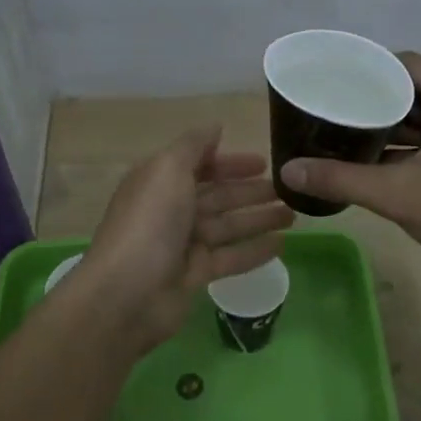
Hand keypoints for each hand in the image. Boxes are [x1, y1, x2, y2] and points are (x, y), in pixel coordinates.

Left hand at [75, 125, 293, 351]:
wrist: (127, 293)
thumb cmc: (150, 223)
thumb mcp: (168, 169)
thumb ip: (194, 145)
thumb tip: (215, 127)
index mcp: (160, 181)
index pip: (199, 165)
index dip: (230, 162)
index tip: (264, 162)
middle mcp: (171, 210)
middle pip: (217, 196)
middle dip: (250, 191)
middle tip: (288, 190)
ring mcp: (182, 244)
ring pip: (228, 226)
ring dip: (259, 218)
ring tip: (294, 215)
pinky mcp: (194, 275)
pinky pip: (230, 257)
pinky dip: (254, 250)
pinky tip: (282, 245)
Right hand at [280, 53, 420, 285]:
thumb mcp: (397, 195)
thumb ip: (340, 178)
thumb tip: (287, 171)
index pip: (407, 64)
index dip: (366, 74)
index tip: (330, 88)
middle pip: (418, 83)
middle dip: (376, 99)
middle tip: (334, 111)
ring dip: (394, 119)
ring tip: (348, 129)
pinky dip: (415, 137)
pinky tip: (379, 152)